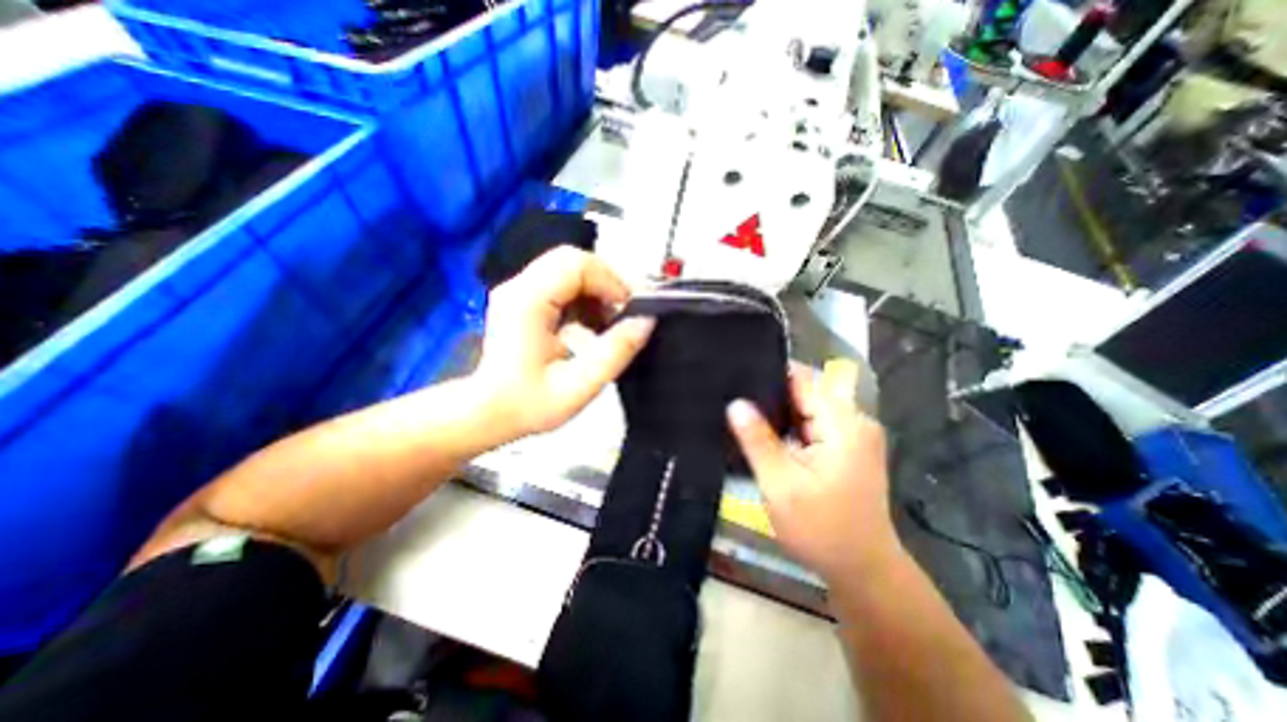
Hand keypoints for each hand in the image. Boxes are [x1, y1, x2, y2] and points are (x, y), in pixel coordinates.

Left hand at [472, 248, 653, 440]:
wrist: (487, 413)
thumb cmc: (527, 405)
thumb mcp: (579, 386)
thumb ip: (615, 352)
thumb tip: (646, 321)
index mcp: (528, 301)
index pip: (576, 264)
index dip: (610, 281)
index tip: (628, 310)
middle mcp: (519, 287)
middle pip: (573, 260)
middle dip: (606, 283)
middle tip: (623, 313)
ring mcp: (519, 291)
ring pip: (569, 269)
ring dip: (597, 290)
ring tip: (609, 322)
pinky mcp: (523, 299)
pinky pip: (562, 283)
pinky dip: (584, 297)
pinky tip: (592, 323)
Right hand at [727, 361, 896, 585]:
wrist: (862, 571)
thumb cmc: (821, 529)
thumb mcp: (780, 485)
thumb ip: (757, 440)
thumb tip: (736, 403)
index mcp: (843, 423)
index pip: (802, 379)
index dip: (769, 373)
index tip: (737, 372)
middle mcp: (853, 421)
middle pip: (805, 391)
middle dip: (770, 394)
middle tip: (731, 396)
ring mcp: (852, 435)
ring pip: (806, 408)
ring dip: (778, 412)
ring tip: (741, 412)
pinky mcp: (846, 447)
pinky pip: (811, 424)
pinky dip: (788, 427)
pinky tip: (764, 433)